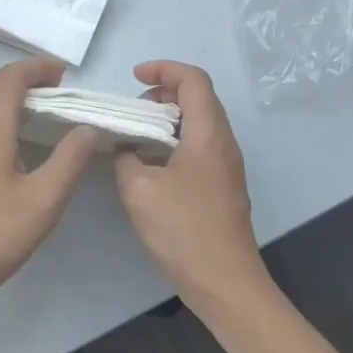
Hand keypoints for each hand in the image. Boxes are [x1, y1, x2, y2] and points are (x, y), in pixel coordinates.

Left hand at [0, 58, 96, 314]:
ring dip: (11, 95)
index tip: (62, 72)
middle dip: (25, 77)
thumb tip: (87, 129)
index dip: (35, 68)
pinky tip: (17, 140)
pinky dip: (1, 115)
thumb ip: (69, 161)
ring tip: (42, 108)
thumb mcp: (43, 200)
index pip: (9, 79)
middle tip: (57, 86)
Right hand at [113, 61, 270, 315]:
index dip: (164, 69)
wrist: (225, 283)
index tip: (134, 79)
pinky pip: (200, 144)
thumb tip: (125, 146)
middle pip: (199, 97)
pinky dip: (175, 139)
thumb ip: (126, 157)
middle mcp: (224, 143)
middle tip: (132, 110)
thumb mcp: (139, 190)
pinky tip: (151, 163)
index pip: (194, 80)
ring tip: (136, 134)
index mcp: (208, 135)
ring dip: (168, 117)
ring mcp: (227, 165)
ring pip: (200, 122)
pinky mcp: (223, 185)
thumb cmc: (184, 231)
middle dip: (163, 92)